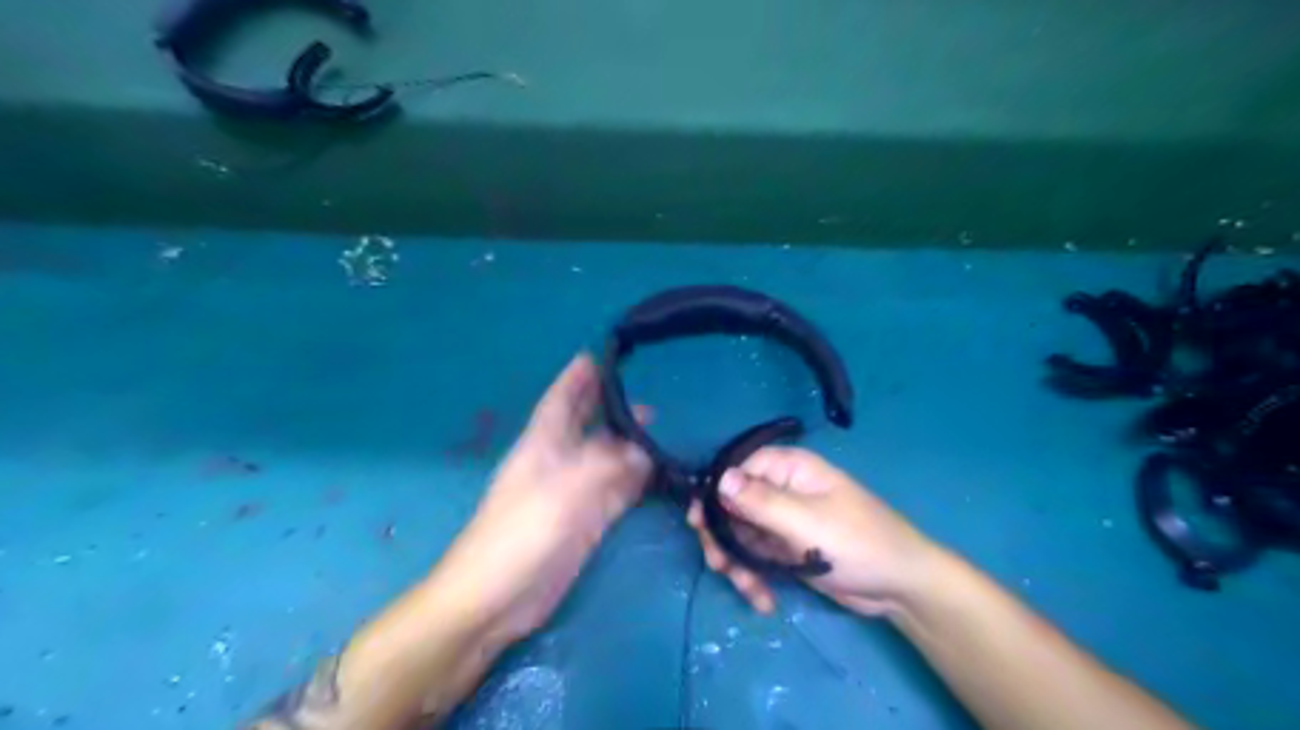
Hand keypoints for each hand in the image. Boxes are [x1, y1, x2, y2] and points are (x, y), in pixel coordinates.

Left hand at [433, 353, 650, 642]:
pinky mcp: (585, 521)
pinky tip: (656, 473)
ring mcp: (573, 492)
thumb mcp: (565, 490)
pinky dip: (635, 481)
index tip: (602, 354)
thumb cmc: (521, 533)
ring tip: (659, 432)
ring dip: (630, 447)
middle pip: (588, 425)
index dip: (579, 375)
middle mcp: (559, 460)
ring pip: (607, 460)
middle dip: (612, 410)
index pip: (562, 397)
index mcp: (543, 442)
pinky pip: (616, 492)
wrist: (496, 599)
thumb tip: (644, 449)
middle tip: (647, 400)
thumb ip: (607, 465)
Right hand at [684, 444, 941, 614]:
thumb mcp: (806, 522)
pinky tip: (764, 600)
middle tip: (721, 565)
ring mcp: (783, 522)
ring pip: (741, 535)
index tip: (698, 522)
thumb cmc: (858, 543)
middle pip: (733, 505)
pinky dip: (754, 577)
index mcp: (790, 469)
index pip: (738, 469)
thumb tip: (719, 478)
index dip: (715, 493)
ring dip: (738, 563)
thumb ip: (760, 502)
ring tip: (750, 589)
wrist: (900, 587)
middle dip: (724, 537)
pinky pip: (757, 557)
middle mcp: (782, 490)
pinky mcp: (786, 550)